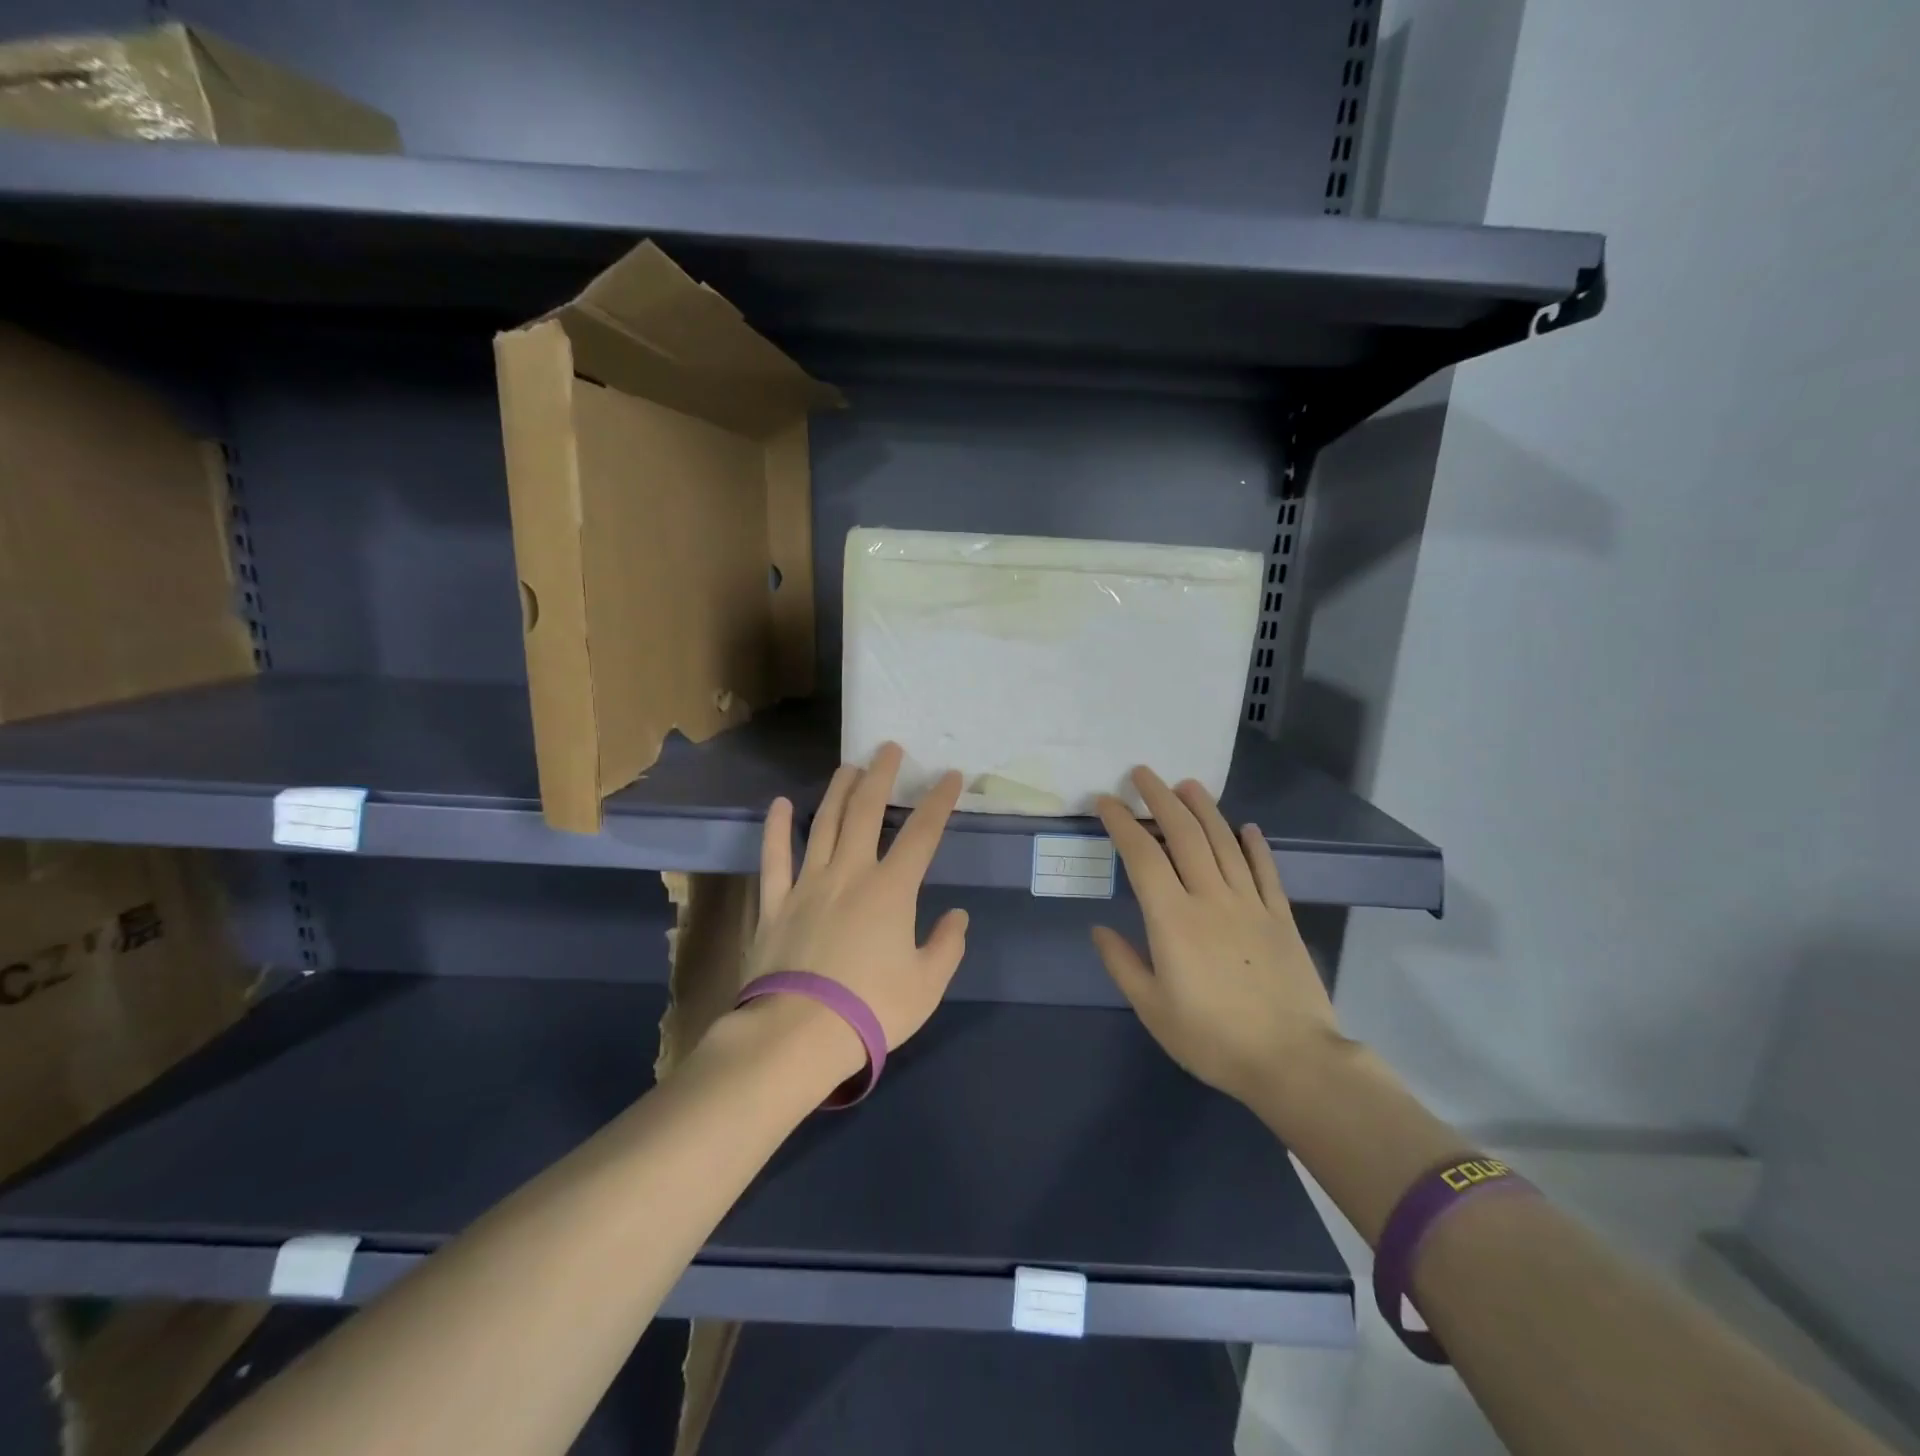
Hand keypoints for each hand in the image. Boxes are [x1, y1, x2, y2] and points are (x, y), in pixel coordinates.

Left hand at [748, 743, 969, 1065]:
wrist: (798, 1033)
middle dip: (880, 776)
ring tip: (848, 767)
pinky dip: (775, 829)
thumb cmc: (871, 1009)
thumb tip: (956, 916)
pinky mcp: (774, 903)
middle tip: (888, 749)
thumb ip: (946, 945)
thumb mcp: (926, 985)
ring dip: (837, 791)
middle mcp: (849, 873)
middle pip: (865, 812)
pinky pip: (773, 859)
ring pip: (822, 824)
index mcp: (891, 890)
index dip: (939, 801)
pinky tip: (778, 805)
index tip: (950, 776)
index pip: (922, 834)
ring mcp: (807, 884)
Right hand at [1091, 767, 1341, 1107]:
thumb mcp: (1153, 1009)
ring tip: (1188, 785)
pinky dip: (1255, 846)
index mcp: (1172, 919)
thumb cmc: (1212, 1038)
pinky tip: (1247, 828)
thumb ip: (1123, 964)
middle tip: (1143, 773)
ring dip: (1204, 809)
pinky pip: (1266, 871)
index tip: (1106, 801)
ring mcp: (1251, 904)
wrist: (1291, 1061)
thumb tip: (1099, 930)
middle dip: (1160, 799)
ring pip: (1224, 843)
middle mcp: (1210, 898)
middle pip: (1184, 835)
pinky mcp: (1281, 917)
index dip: (1122, 823)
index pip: (1142, 856)